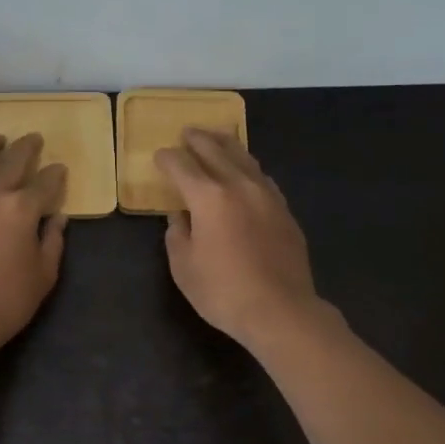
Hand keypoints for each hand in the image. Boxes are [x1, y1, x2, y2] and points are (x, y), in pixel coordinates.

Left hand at [0, 134, 67, 356]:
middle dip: (26, 147)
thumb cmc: (7, 300)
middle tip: (34, 138)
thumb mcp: (43, 275)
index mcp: (21, 208)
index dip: (55, 175)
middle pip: (10, 159)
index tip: (59, 169)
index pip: (45, 182)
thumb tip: (57, 219)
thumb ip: (53, 241)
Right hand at [154, 129, 324, 350]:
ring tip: (216, 139)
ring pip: (245, 158)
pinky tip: (245, 172)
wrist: (281, 310)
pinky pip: (262, 177)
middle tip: (187, 133)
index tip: (159, 156)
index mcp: (209, 197)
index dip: (168, 159)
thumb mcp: (184, 267)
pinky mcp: (285, 211)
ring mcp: (267, 196)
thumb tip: (180, 217)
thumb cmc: (223, 292)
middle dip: (198, 140)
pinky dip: (247, 168)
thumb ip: (177, 235)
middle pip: (216, 151)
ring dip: (226, 145)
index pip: (182, 166)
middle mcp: (239, 186)